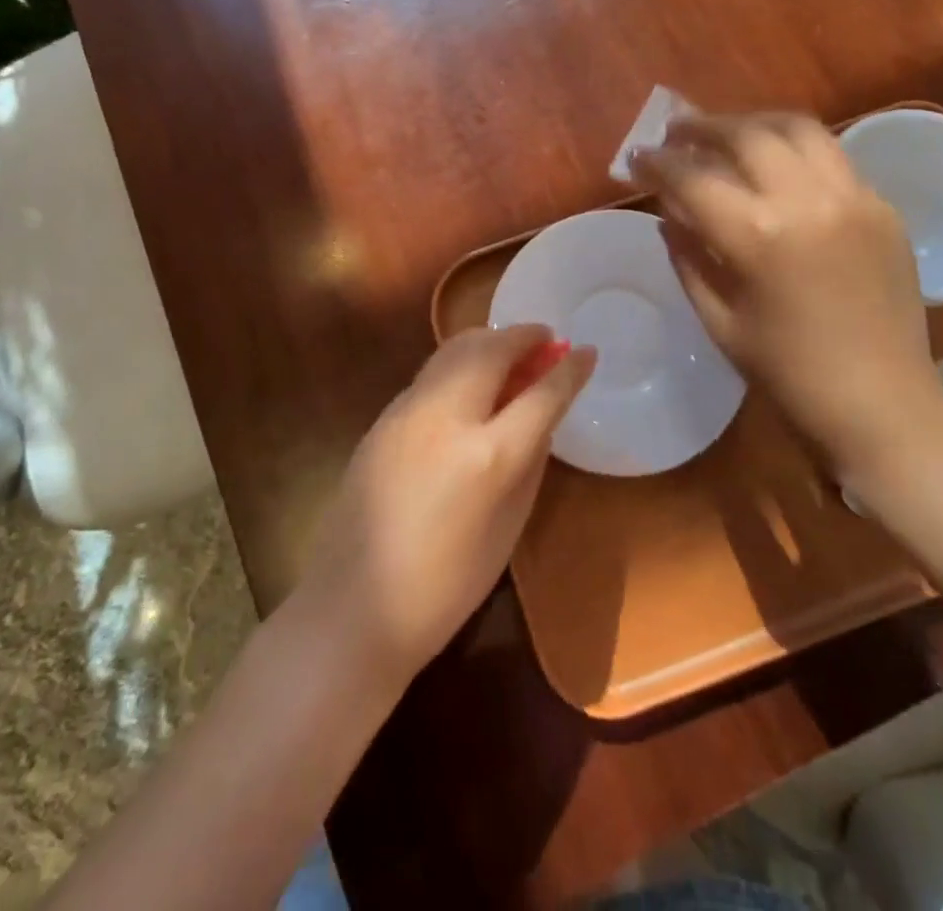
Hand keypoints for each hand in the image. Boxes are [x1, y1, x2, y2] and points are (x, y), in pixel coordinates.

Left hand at [296, 325, 595, 688]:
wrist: (355, 605)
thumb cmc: (447, 584)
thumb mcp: (509, 526)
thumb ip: (530, 460)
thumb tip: (542, 412)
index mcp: (487, 457)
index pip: (541, 394)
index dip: (569, 370)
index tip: (587, 351)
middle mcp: (445, 418)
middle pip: (492, 350)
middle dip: (525, 336)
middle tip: (547, 340)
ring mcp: (407, 411)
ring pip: (455, 349)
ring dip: (491, 342)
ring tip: (513, 352)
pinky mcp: (383, 416)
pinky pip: (432, 372)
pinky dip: (462, 362)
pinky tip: (472, 383)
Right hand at [633, 112, 942, 479]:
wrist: (882, 406)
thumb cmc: (787, 375)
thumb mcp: (718, 320)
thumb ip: (688, 256)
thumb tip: (668, 213)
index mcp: (759, 236)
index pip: (693, 178)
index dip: (658, 163)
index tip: (637, 156)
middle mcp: (808, 200)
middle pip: (747, 135)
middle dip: (703, 127)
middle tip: (677, 132)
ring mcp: (854, 198)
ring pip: (798, 128)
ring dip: (753, 124)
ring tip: (728, 134)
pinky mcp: (883, 207)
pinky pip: (833, 158)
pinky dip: (795, 151)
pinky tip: (778, 169)